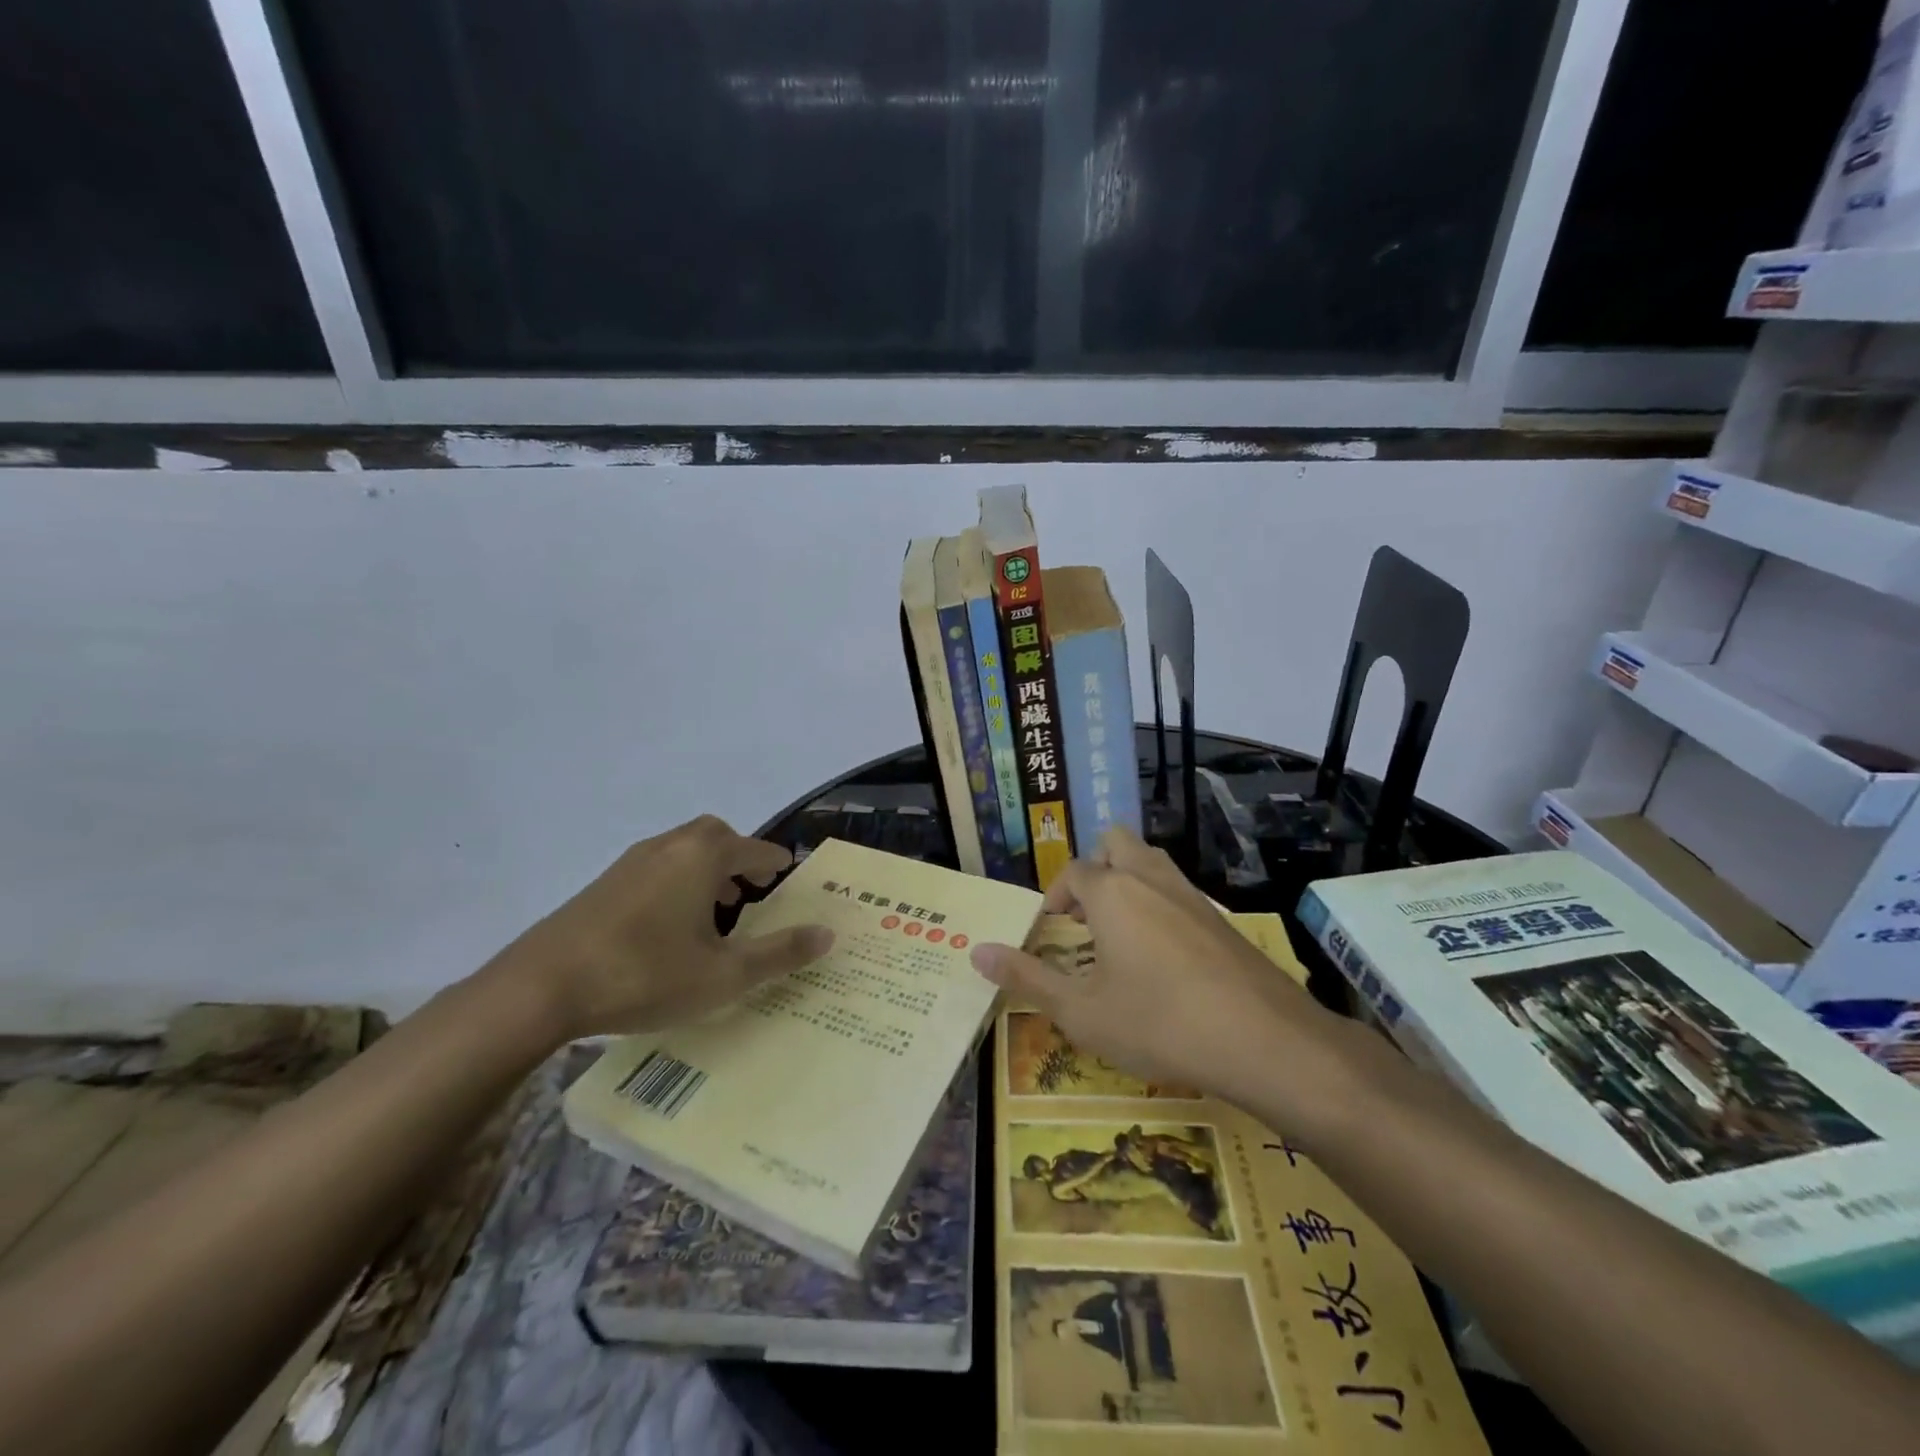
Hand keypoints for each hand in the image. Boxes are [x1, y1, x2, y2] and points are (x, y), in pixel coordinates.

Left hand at [495, 815, 833, 1041]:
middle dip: (739, 858)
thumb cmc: (646, 974)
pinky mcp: (603, 883)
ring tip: (715, 912)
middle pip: (716, 836)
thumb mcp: (725, 974)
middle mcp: (670, 846)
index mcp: (704, 856)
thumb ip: (780, 953)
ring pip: (683, 851)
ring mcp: (631, 861)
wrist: (541, 987)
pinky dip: (677, 881)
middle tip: (751, 892)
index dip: (776, 865)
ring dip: (707, 870)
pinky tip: (669, 926)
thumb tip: (828, 934)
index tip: (788, 877)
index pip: (755, 849)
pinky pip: (656, 867)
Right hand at [969, 826, 1342, 1105]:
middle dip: (1094, 869)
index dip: (1055, 896)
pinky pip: (1178, 891)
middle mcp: (1150, 878)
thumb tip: (976, 952)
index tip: (1049, 930)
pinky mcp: (1221, 918)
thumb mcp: (1080, 1011)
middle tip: (1085, 917)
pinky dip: (1159, 905)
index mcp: (1111, 891)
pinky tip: (1163, 957)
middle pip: (1116, 843)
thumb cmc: (1158, 1022)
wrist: (1263, 1039)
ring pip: (1151, 862)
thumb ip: (1026, 978)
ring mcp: (1191, 895)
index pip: (1073, 872)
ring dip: (1128, 882)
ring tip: (1118, 934)